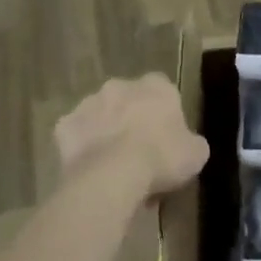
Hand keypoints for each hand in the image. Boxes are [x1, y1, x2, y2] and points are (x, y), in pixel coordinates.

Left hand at [55, 74, 209, 200]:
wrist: (112, 175)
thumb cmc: (161, 157)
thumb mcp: (196, 154)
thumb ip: (192, 142)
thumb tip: (187, 144)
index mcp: (156, 86)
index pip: (164, 91)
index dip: (165, 115)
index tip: (166, 139)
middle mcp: (120, 86)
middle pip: (128, 101)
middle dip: (132, 121)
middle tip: (140, 155)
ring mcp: (89, 103)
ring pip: (101, 116)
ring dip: (107, 132)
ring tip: (114, 167)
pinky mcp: (64, 125)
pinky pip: (77, 135)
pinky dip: (83, 148)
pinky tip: (91, 170)